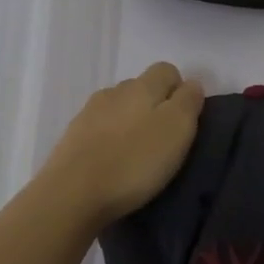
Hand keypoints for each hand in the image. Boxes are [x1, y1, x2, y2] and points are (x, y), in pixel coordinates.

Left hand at [35, 61, 204, 226]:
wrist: (72, 194)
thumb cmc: (133, 161)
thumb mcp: (176, 130)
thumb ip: (188, 101)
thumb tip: (191, 84)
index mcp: (141, 86)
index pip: (166, 70)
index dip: (180, 90)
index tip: (185, 121)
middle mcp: (113, 91)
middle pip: (142, 88)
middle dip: (156, 107)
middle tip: (164, 142)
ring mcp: (88, 113)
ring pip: (119, 108)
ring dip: (131, 123)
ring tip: (137, 155)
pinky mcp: (72, 137)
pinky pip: (100, 129)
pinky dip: (111, 140)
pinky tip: (113, 163)